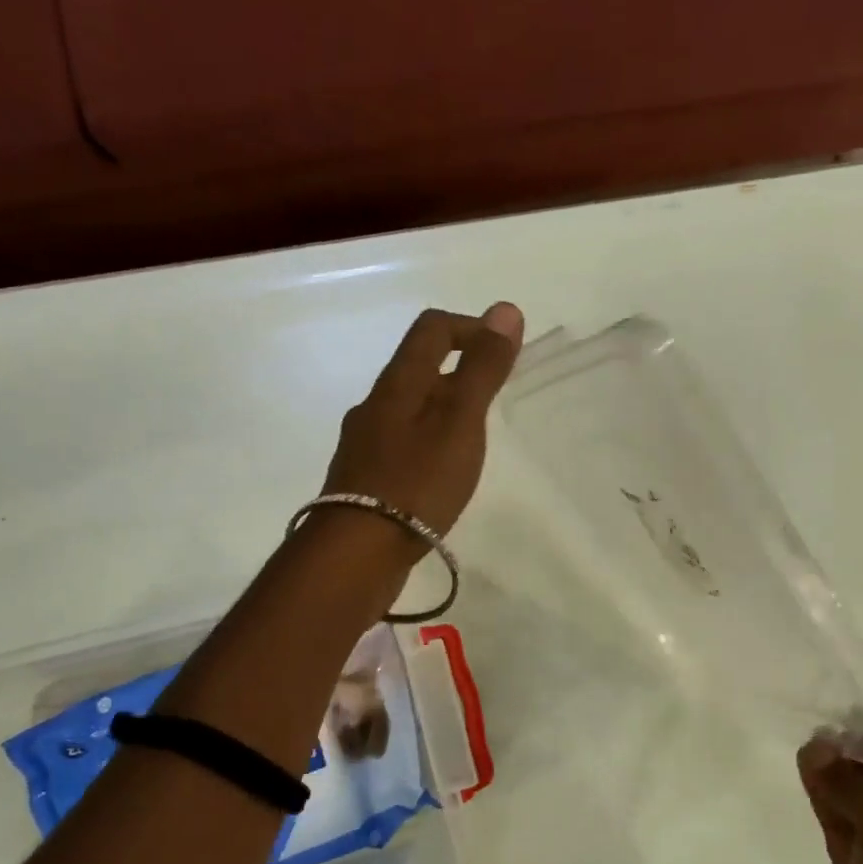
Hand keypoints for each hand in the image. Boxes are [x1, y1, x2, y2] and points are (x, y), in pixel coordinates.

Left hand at [322, 304, 524, 534]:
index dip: (470, 328)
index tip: (502, 353)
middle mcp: (374, 406)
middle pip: (417, 369)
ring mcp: (364, 444)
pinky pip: (399, 445)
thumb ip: (482, 369)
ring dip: (441, 411)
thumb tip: (505, 310)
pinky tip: (439, 475)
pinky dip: (425, 444)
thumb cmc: (416, 482)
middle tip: (492, 400)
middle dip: (459, 372)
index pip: (431, 329)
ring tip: (471, 440)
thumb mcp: (459, 422)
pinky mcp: (362, 480)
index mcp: (398, 384)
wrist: (357, 553)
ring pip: (407, 410)